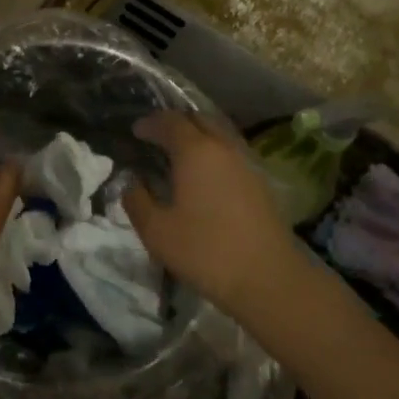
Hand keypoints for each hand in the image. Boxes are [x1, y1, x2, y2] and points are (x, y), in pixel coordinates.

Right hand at [122, 112, 304, 318]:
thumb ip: (137, 201)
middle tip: (156, 137)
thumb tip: (131, 183)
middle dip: (175, 123)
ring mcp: (246, 163)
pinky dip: (212, 154)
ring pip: (218, 135)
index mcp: (195, 152)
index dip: (150, 123)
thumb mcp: (157, 232)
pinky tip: (204, 176)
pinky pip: (230, 154)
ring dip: (197, 137)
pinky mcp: (260, 182)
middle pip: (198, 120)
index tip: (135, 130)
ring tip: (178, 156)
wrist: (267, 278)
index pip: (170, 122)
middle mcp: (223, 148)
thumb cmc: (205, 252)